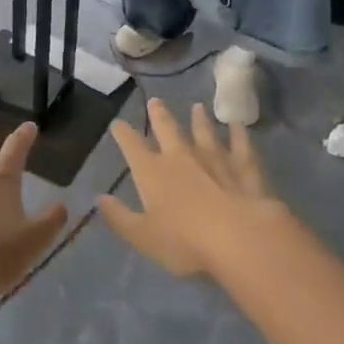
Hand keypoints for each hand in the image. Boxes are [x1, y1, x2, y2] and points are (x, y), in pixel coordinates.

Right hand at [99, 99, 287, 277]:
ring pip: (204, 133)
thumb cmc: (185, 242)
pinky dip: (238, 135)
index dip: (123, 134)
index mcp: (152, 173)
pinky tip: (238, 125)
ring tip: (197, 107)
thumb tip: (99, 198)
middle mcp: (181, 158)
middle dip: (159, 115)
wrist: (240, 239)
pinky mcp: (244, 168)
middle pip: (168, 130)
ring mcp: (215, 159)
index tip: (117, 124)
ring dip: (199, 120)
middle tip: (156, 101)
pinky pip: (240, 147)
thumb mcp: (142, 237)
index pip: (132, 146)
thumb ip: (119, 217)